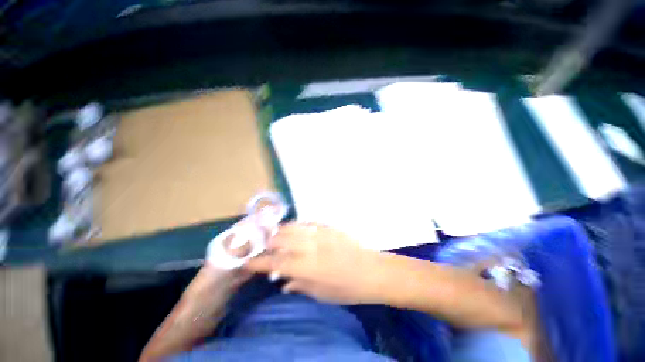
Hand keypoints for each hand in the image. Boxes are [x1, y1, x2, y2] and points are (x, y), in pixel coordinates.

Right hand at [245, 222, 387, 304]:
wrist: (371, 270)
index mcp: (307, 267)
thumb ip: (299, 285)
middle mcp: (310, 246)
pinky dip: (298, 225)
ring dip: (281, 230)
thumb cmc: (347, 288)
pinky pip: (308, 222)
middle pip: (281, 238)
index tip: (248, 261)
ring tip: (276, 235)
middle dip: (269, 241)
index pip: (275, 262)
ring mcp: (320, 233)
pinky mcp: (329, 226)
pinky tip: (297, 229)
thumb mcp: (321, 294)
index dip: (259, 262)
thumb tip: (283, 281)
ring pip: (293, 226)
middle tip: (264, 246)